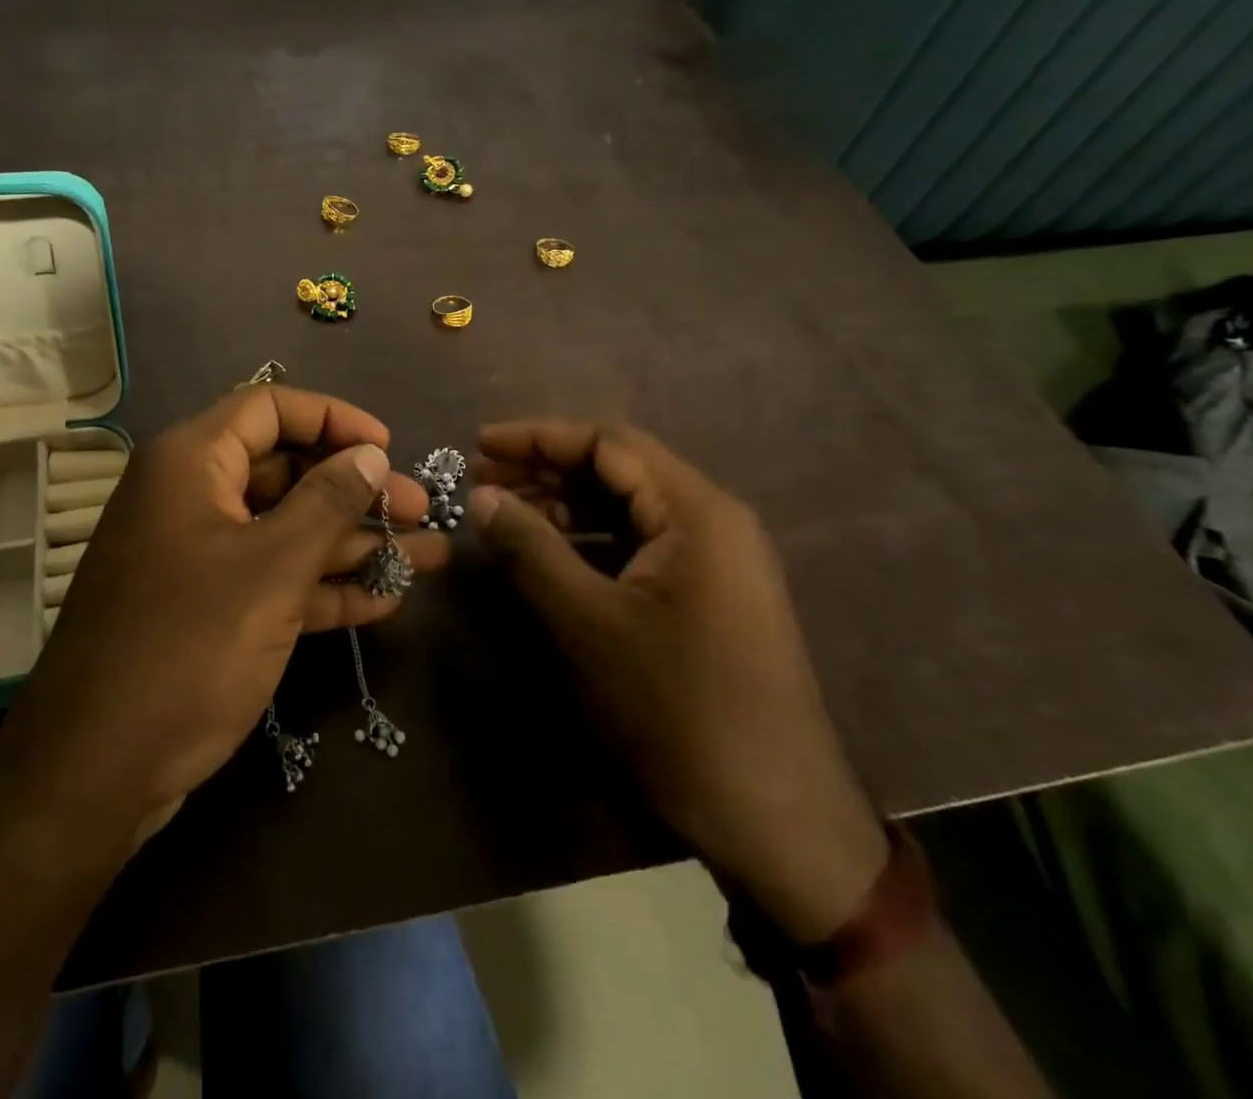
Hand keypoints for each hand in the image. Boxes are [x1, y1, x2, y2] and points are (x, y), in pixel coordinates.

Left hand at [11, 385, 448, 833]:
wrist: (96, 771)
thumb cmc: (188, 648)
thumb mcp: (271, 568)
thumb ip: (327, 502)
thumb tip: (371, 453)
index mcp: (191, 463)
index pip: (269, 408)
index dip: (333, 418)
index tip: (388, 448)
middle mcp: (192, 496)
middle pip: (285, 469)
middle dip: (356, 489)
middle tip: (420, 511)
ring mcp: (199, 555)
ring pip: (286, 528)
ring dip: (353, 543)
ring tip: (427, 556)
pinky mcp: (207, 607)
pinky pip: (273, 578)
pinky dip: (322, 586)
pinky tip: (383, 600)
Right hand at [471, 420, 887, 941]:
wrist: (773, 817)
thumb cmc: (676, 706)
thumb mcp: (588, 622)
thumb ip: (530, 548)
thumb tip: (481, 495)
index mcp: (696, 511)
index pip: (608, 443)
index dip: (537, 437)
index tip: (479, 445)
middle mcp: (711, 521)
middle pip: (617, 470)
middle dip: (546, 470)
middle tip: (482, 481)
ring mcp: (714, 560)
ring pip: (627, 509)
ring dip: (564, 506)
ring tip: (503, 516)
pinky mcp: (707, 596)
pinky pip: (639, 547)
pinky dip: (589, 542)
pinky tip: (547, 556)